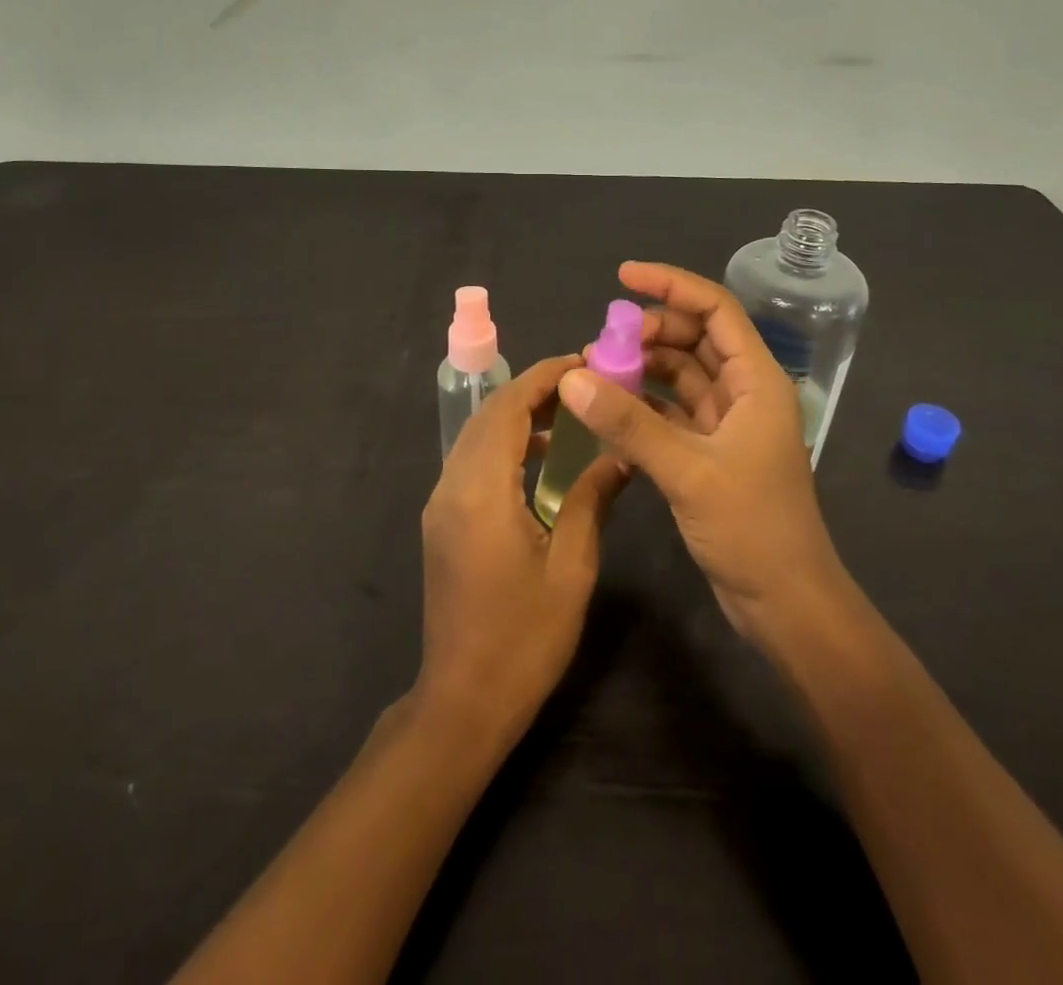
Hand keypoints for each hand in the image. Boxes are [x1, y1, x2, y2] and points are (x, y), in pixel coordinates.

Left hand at [417, 356, 626, 742]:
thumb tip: (620, 456)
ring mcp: (441, 504)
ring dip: (518, 416)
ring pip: (477, 436)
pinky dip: (505, 445)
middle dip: (533, 390)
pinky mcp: (443, 521)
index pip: (508, 409)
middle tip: (582, 383)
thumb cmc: (524, 639)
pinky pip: (473, 462)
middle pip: (488, 415)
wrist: (463, 701)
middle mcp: (452, 486)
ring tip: (569, 413)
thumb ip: (590, 500)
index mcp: (481, 491)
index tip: (582, 361)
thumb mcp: (571, 568)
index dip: (543, 378)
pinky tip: (542, 459)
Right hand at [560, 262, 849, 647]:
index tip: (623, 276)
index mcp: (756, 381)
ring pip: (680, 376)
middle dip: (648, 332)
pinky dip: (642, 406)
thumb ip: (630, 423)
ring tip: (595, 373)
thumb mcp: (688, 470)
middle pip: (694, 339)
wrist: (786, 604)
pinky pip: (671, 413)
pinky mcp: (710, 453)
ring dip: (641, 369)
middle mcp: (744, 393)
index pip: (715, 310)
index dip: (671, 286)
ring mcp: (727, 425)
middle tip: (600, 344)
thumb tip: (572, 378)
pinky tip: (608, 410)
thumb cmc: (752, 529)